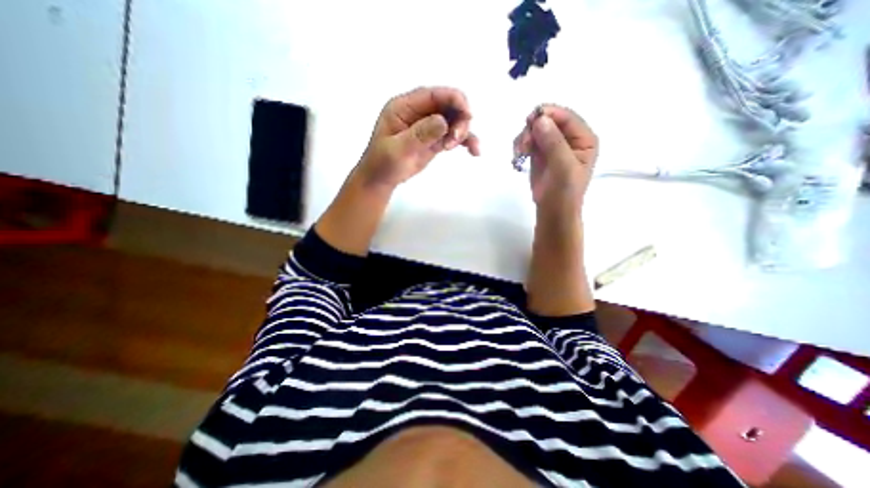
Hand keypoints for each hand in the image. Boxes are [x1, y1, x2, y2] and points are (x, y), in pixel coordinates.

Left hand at [356, 86, 481, 188]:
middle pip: (448, 106)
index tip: (468, 114)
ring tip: (455, 148)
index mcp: (405, 107)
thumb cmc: (383, 164)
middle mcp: (419, 113)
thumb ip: (419, 135)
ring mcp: (428, 126)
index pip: (433, 95)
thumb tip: (444, 122)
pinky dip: (465, 142)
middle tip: (455, 139)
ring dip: (462, 132)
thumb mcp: (397, 149)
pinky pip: (453, 136)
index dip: (454, 99)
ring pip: (454, 120)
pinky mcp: (435, 140)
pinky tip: (474, 151)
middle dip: (459, 119)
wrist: (381, 179)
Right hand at [516, 105, 598, 212]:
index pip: (567, 117)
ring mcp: (553, 145)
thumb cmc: (564, 192)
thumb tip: (540, 120)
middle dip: (532, 130)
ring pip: (535, 130)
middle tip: (523, 145)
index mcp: (583, 139)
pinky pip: (528, 141)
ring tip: (519, 154)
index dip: (549, 114)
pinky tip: (518, 157)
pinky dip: (521, 146)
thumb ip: (554, 143)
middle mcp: (569, 139)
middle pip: (548, 121)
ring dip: (524, 138)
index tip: (530, 120)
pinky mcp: (540, 154)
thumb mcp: (563, 168)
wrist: (552, 210)